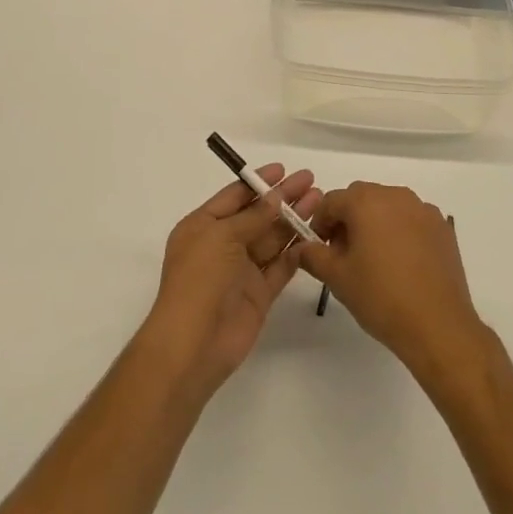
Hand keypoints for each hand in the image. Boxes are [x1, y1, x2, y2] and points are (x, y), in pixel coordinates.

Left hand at [141, 164, 319, 396]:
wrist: (193, 344)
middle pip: (258, 215)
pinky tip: (315, 236)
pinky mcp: (259, 294)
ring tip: (319, 200)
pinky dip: (297, 252)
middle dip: (283, 198)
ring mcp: (242, 271)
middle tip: (310, 180)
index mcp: (203, 226)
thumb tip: (276, 197)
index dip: (258, 182)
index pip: (234, 197)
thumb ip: (253, 216)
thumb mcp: (222, 236)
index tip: (284, 169)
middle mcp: (222, 245)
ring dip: (294, 220)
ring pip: (273, 238)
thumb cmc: (199, 279)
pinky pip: (281, 267)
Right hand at [299, 183, 486, 384]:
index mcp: (366, 201)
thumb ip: (313, 256)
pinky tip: (402, 263)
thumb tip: (300, 247)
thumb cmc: (381, 297)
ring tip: (373, 260)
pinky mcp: (442, 227)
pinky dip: (401, 232)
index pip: (332, 201)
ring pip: (388, 207)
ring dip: (375, 224)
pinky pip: (412, 220)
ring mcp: (423, 209)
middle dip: (347, 220)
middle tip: (343, 255)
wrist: (437, 325)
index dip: (320, 223)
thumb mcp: (337, 278)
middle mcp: (395, 195)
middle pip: (361, 198)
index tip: (319, 249)